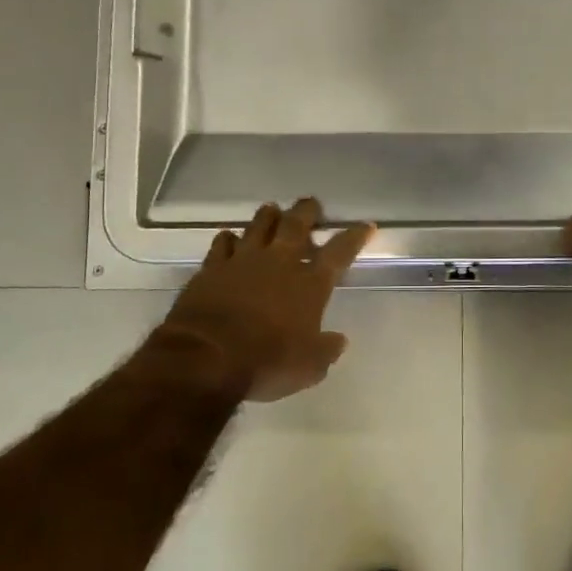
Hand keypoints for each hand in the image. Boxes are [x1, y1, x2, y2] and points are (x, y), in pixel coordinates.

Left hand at [158, 198, 374, 402]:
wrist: (205, 357)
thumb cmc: (266, 363)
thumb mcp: (309, 368)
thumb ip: (326, 350)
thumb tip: (339, 341)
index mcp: (309, 284)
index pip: (339, 252)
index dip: (354, 236)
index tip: (366, 225)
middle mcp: (279, 262)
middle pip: (296, 225)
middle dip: (307, 211)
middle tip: (311, 203)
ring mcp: (243, 260)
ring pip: (259, 225)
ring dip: (268, 216)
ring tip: (273, 209)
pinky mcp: (212, 268)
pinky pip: (222, 244)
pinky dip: (229, 239)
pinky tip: (230, 238)